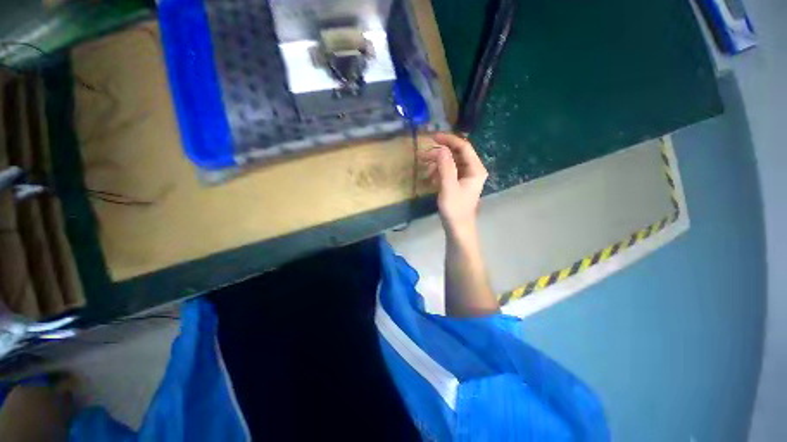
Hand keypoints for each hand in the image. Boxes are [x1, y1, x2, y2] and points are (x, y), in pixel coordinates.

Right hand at [419, 132, 487, 237]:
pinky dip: (439, 171)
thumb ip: (446, 167)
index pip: (464, 147)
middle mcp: (473, 170)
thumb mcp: (448, 187)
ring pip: (451, 162)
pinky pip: (449, 171)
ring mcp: (466, 177)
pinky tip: (431, 178)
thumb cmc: (455, 209)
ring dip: (437, 163)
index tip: (432, 138)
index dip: (449, 140)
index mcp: (475, 169)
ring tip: (425, 169)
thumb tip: (441, 148)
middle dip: (440, 153)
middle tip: (423, 156)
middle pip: (457, 153)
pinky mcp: (459, 183)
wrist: (458, 228)